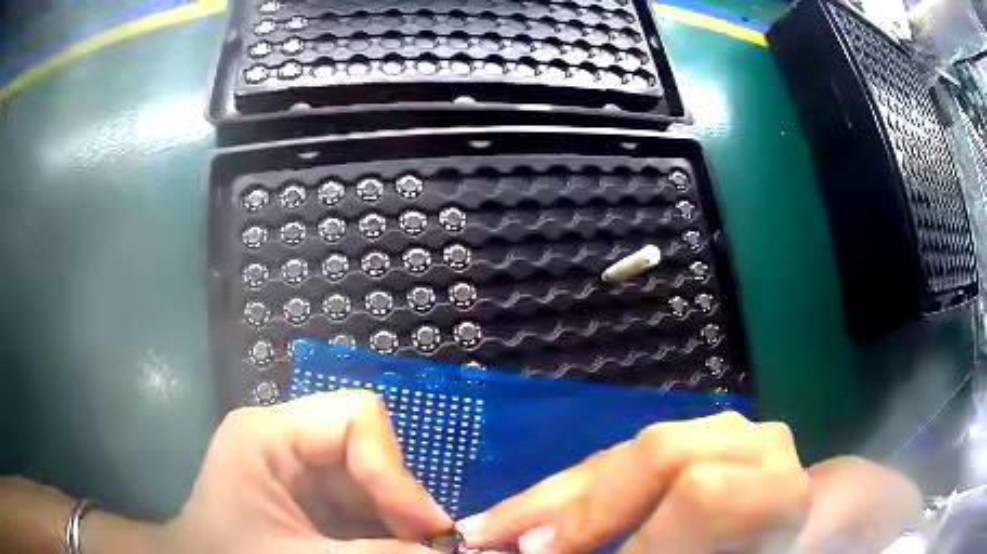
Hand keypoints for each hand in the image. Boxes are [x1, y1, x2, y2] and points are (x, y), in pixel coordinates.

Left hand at [153, 390, 452, 552]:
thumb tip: (445, 552)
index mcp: (267, 434)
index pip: (356, 418)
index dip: (396, 471)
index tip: (427, 525)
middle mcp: (285, 436)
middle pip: (367, 444)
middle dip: (399, 497)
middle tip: (424, 544)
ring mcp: (295, 461)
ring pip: (370, 474)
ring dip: (395, 514)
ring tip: (407, 549)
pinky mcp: (305, 487)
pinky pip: (359, 496)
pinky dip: (381, 524)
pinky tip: (383, 547)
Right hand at [458, 411, 919, 553]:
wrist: (802, 522)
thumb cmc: (767, 550)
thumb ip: (665, 551)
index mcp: (776, 489)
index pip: (701, 491)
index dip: (636, 534)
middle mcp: (751, 444)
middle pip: (654, 455)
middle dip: (574, 509)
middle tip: (501, 543)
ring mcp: (722, 429)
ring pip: (626, 453)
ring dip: (551, 497)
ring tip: (492, 526)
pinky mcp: (690, 436)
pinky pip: (622, 458)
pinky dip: (569, 490)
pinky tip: (528, 509)